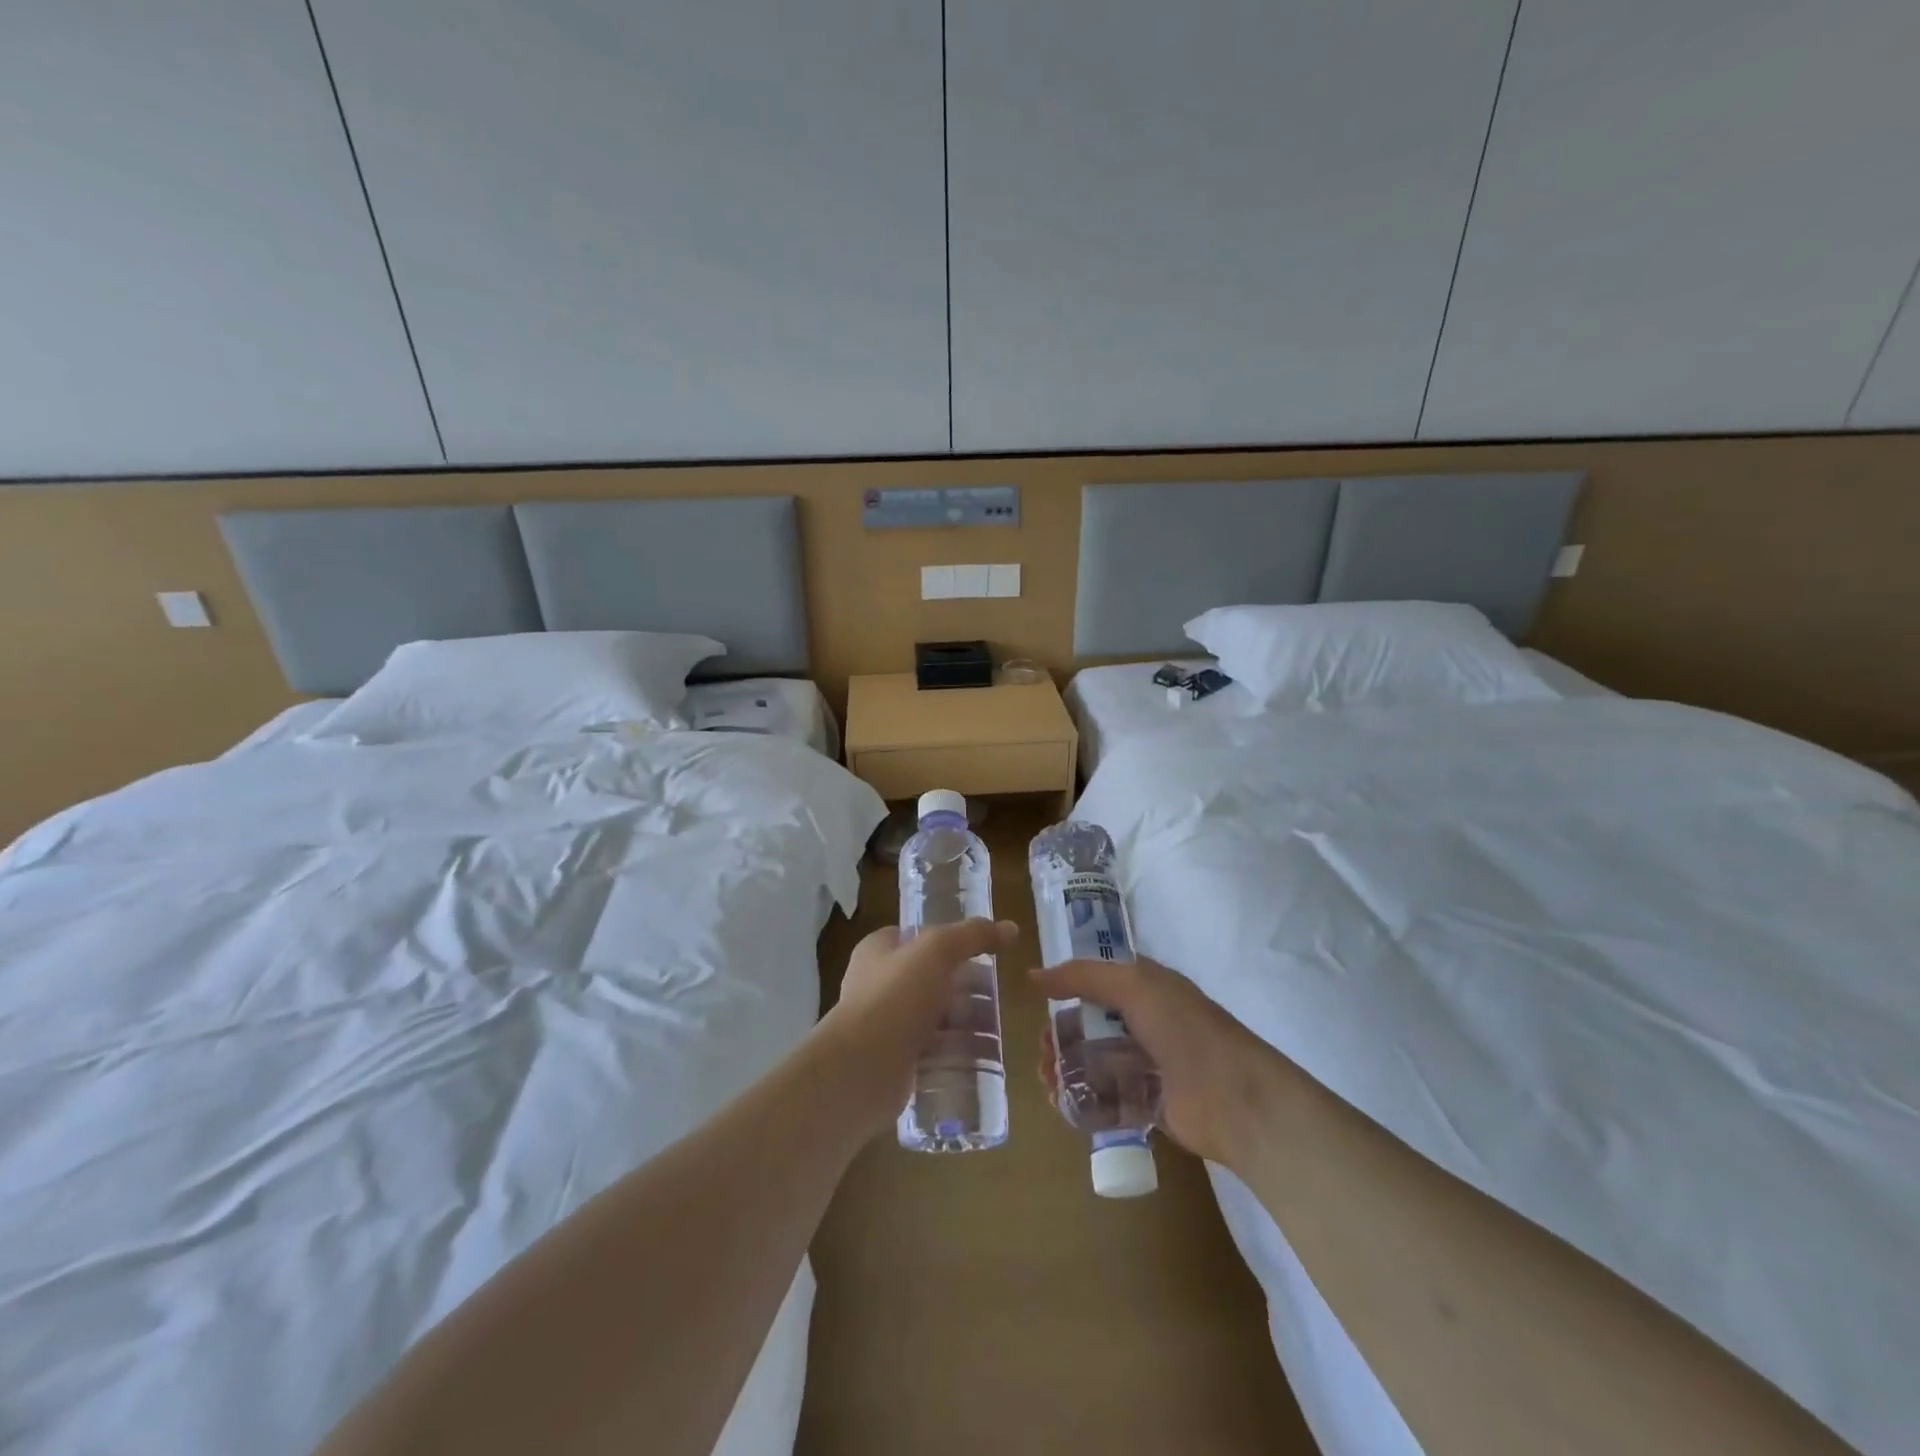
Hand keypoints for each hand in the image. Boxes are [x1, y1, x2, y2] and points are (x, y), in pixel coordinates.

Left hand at [818, 918, 1017, 1129]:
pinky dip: (955, 1053)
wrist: (861, 1069)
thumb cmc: (895, 997)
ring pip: (934, 1017)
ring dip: (964, 1023)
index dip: (949, 941)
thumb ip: (973, 936)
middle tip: (997, 997)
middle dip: (965, 988)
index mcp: (878, 951)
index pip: (917, 937)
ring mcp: (885, 1025)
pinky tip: (981, 1058)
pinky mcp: (895, 1061)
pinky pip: (932, 1052)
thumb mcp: (938, 951)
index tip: (983, 953)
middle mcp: (878, 984)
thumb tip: (1010, 928)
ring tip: (997, 1030)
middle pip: (931, 979)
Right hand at [1032, 956, 1280, 1169]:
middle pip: (1091, 1024)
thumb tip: (1033, 975)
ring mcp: (1147, 1064)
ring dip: (1066, 1069)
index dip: (1067, 988)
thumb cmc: (1185, 1030)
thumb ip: (1082, 976)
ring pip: (1095, 1061)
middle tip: (1042, 1053)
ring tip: (1048, 1082)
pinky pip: (1107, 1097)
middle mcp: (1145, 1021)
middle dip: (1061, 1036)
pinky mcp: (1148, 1103)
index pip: (1097, 980)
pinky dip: (1082, 1099)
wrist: (1236, 1099)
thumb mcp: (1134, 986)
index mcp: (1146, 987)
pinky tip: (1062, 1104)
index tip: (1040, 1003)